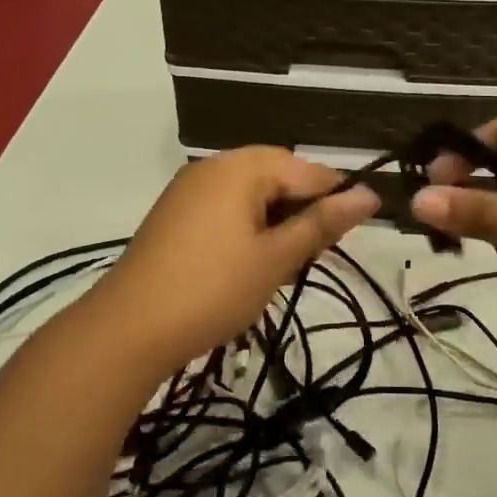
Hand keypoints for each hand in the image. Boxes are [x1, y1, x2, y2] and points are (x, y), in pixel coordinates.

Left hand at [93, 147, 379, 376]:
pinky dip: (246, 229)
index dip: (334, 201)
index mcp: (241, 167)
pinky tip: (248, 265)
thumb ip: (322, 223)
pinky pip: (225, 208)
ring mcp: (189, 190)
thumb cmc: (212, 289)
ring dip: (274, 224)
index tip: (347, 239)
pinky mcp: (174, 215)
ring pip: (251, 195)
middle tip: (310, 258)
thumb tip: (369, 194)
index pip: (307, 170)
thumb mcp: (276, 258)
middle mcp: (213, 167)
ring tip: (281, 266)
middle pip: (277, 176)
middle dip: (300, 213)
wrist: (127, 329)